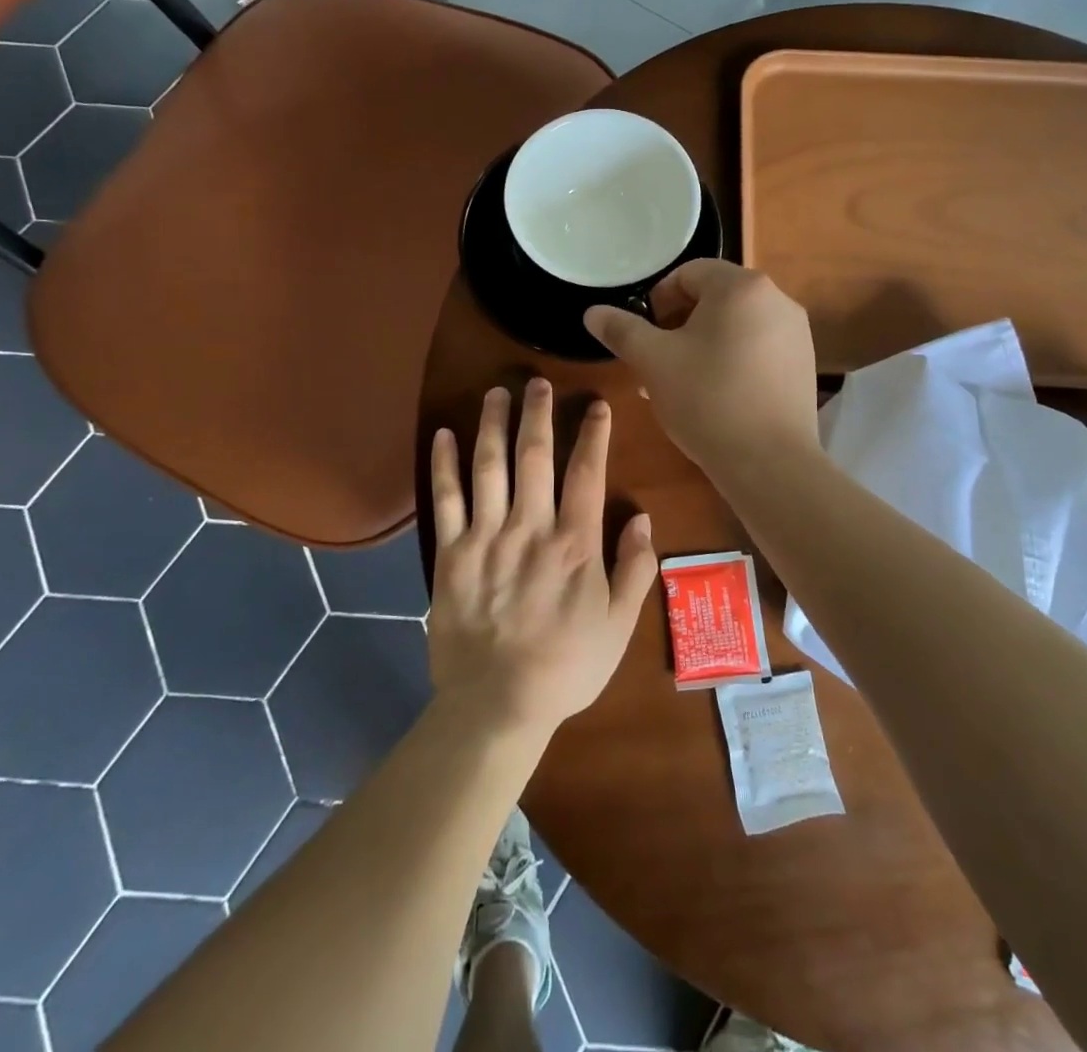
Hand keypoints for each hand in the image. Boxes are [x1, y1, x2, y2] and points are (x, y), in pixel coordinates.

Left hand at [429, 379, 658, 737]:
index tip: (596, 405)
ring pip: (489, 466)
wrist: (497, 705)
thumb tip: (642, 517)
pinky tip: (444, 433)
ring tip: (496, 391)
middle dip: (538, 414)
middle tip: (538, 381)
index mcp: (575, 543)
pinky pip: (445, 499)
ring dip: (493, 424)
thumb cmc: (566, 666)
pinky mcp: (449, 553)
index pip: (586, 473)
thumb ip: (635, 569)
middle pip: (534, 456)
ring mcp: (486, 537)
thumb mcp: (619, 625)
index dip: (592, 434)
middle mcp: (530, 528)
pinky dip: (444, 464)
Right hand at [583, 260, 819, 475]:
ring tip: (679, 383)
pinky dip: (731, 361)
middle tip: (656, 360)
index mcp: (741, 287)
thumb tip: (593, 312)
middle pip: (714, 298)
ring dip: (702, 345)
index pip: (689, 273)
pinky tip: (713, 397)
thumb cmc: (707, 399)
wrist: (770, 462)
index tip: (644, 333)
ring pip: (736, 326)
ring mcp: (796, 334)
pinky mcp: (803, 366)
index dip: (658, 299)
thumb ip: (622, 330)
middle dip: (678, 325)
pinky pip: (758, 350)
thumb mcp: (653, 361)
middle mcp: (776, 300)